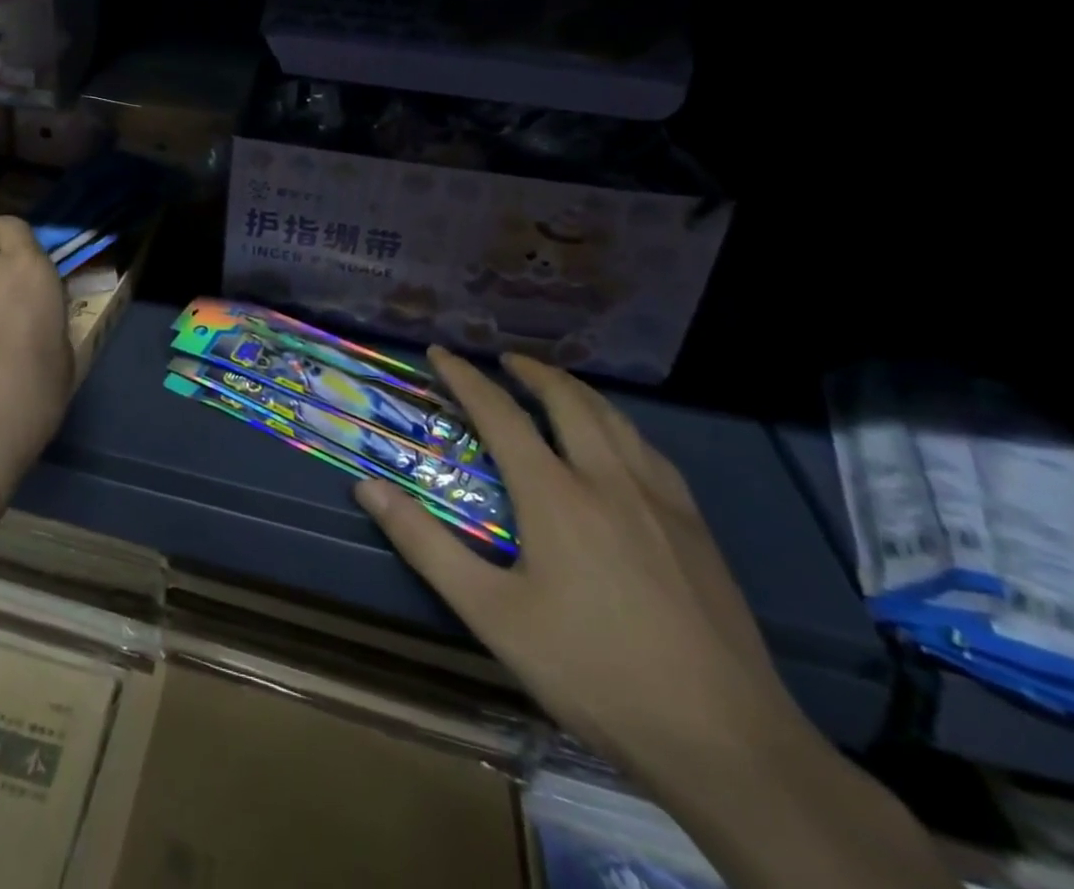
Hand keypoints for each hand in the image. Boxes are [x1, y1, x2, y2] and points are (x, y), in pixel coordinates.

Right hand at [356, 348, 811, 787]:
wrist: (727, 743)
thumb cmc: (592, 671)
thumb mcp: (491, 614)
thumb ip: (426, 544)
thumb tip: (368, 486)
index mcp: (555, 494)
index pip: (500, 414)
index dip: (465, 378)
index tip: (441, 353)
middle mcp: (608, 480)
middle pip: (568, 402)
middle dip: (532, 372)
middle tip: (505, 359)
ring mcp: (661, 502)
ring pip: (615, 420)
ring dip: (577, 391)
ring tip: (555, 384)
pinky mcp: (697, 529)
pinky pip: (651, 451)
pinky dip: (620, 424)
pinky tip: (620, 442)